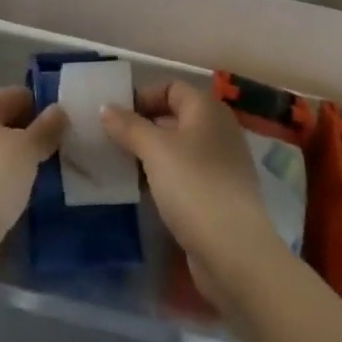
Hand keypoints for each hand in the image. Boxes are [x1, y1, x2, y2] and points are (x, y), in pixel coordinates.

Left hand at [0, 87, 66, 286]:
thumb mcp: (27, 149)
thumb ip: (46, 129)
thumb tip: (59, 110)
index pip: (16, 95)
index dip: (41, 106)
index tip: (65, 125)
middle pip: (5, 125)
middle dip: (32, 136)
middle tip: (61, 150)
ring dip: (20, 164)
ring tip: (49, 175)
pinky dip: (7, 187)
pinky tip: (26, 199)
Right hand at [101, 81, 286, 307]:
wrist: (235, 253)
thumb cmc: (194, 186)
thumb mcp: (155, 150)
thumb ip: (128, 126)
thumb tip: (105, 107)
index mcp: (207, 109)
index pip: (170, 88)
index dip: (143, 97)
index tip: (114, 116)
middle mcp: (219, 130)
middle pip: (175, 117)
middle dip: (144, 127)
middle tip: (112, 142)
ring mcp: (223, 165)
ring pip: (180, 150)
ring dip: (153, 156)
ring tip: (123, 168)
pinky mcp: (220, 197)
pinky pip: (187, 176)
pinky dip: (166, 179)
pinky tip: (146, 194)